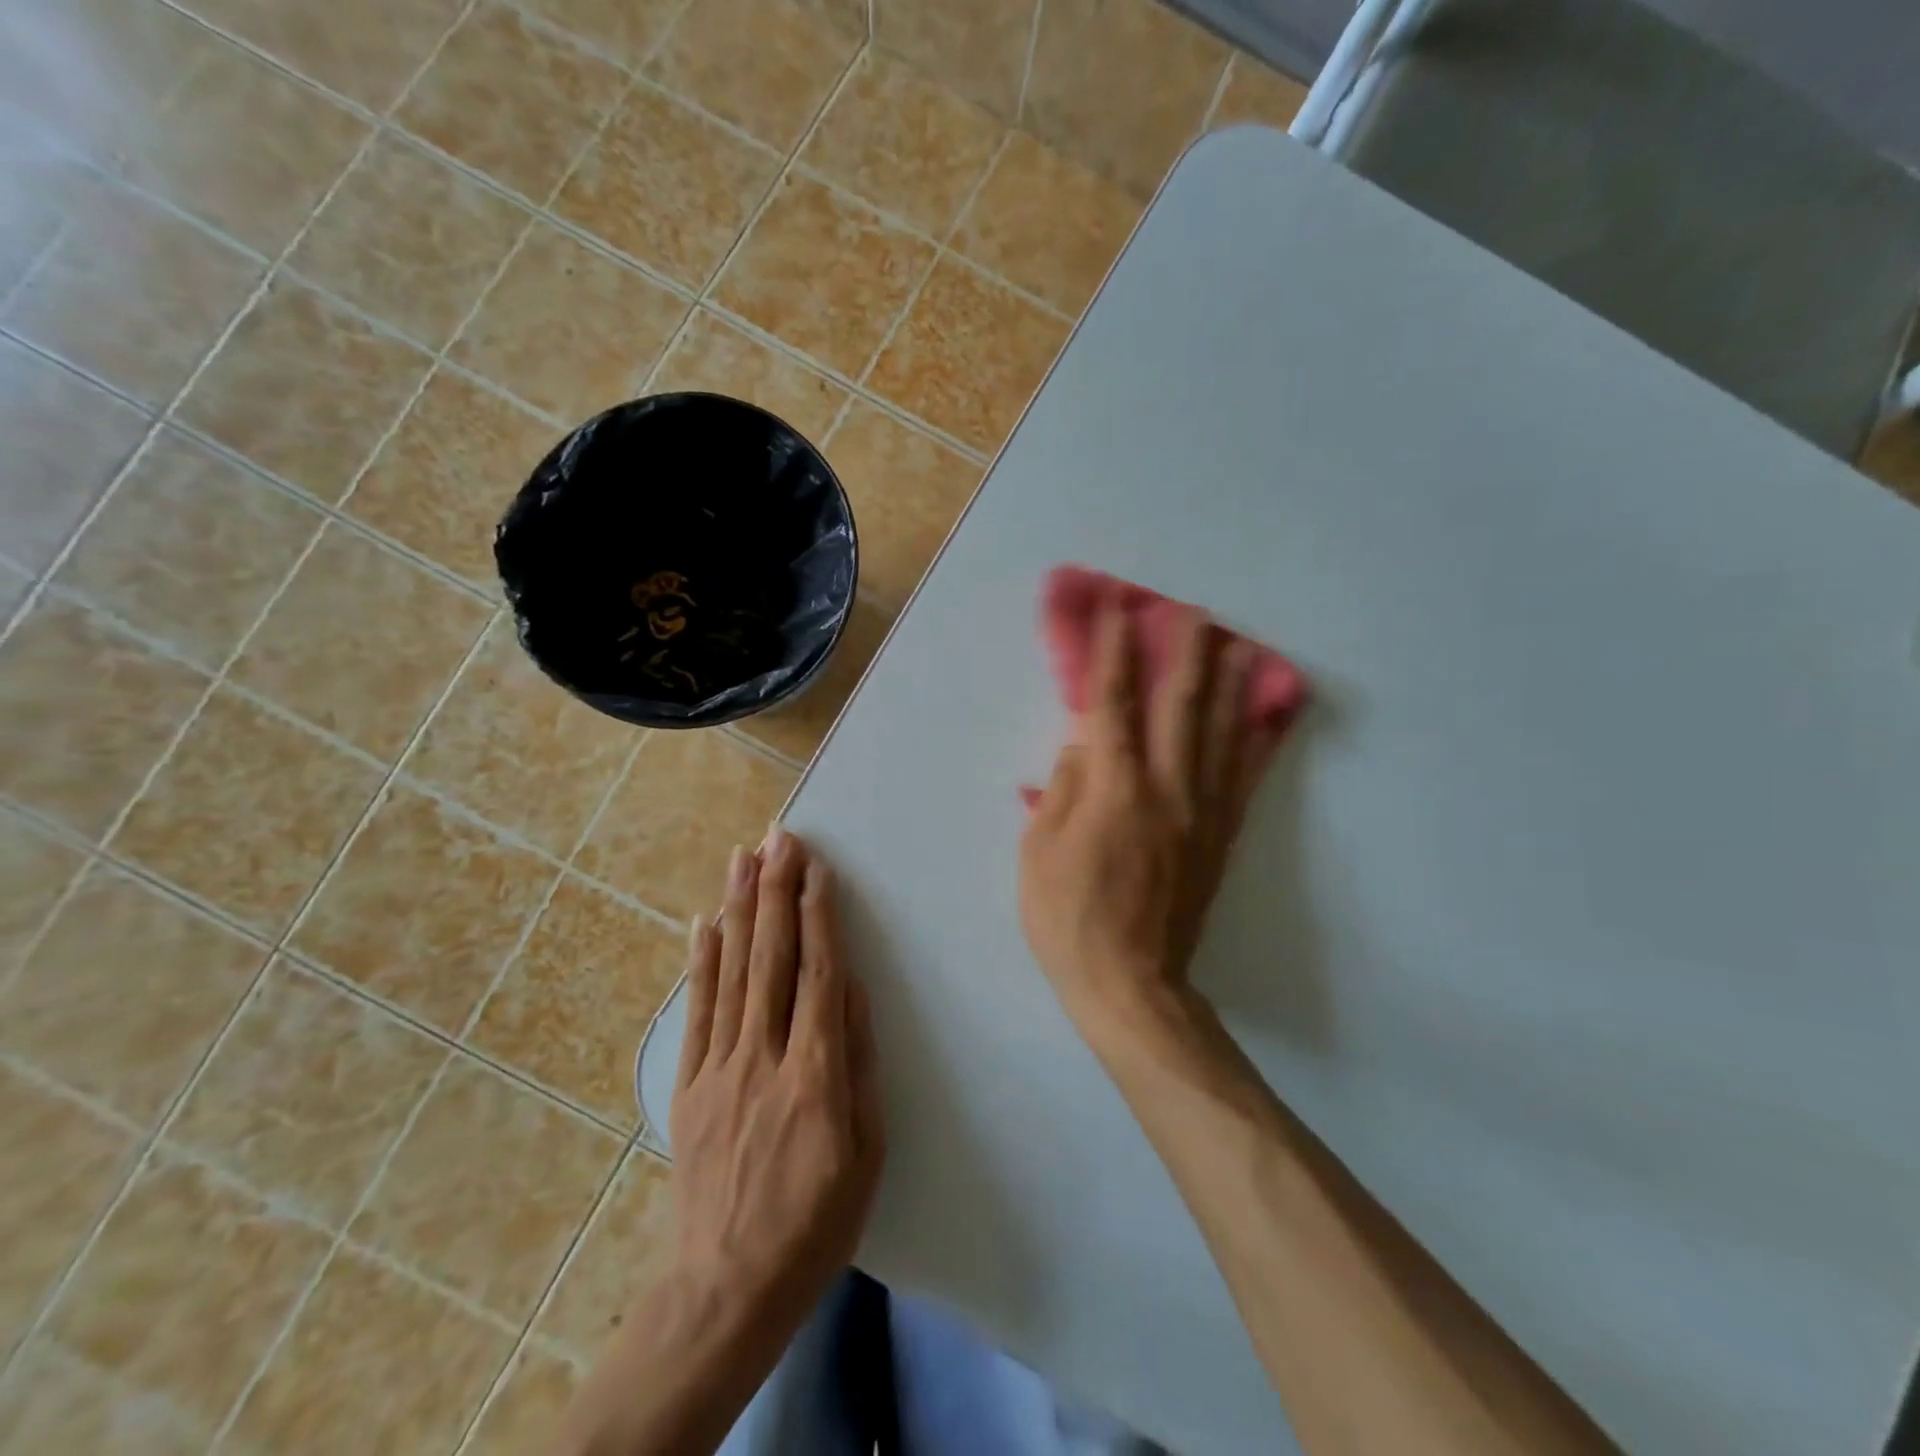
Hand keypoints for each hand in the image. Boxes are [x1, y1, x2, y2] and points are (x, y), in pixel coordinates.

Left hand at [669, 828, 883, 1341]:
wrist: (726, 1288)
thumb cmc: (816, 1221)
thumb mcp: (866, 1152)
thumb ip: (858, 1065)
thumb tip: (854, 991)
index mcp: (815, 1075)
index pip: (819, 976)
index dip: (818, 917)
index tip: (816, 870)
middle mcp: (763, 1058)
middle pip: (772, 959)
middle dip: (776, 891)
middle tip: (779, 838)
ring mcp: (719, 1068)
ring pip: (731, 972)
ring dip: (739, 908)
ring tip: (743, 857)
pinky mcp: (688, 1084)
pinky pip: (697, 1010)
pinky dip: (701, 961)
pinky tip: (705, 921)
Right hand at [1019, 600, 1287, 1053]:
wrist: (1130, 984)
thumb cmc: (1069, 918)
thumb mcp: (1039, 852)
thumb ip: (1064, 789)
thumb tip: (1084, 744)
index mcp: (1115, 790)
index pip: (1113, 705)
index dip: (1114, 654)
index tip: (1118, 612)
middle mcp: (1167, 790)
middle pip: (1181, 707)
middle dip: (1185, 654)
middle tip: (1195, 612)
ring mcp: (1201, 813)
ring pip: (1221, 735)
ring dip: (1229, 685)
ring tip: (1239, 645)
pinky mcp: (1220, 838)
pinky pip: (1243, 779)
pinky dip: (1255, 741)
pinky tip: (1264, 717)